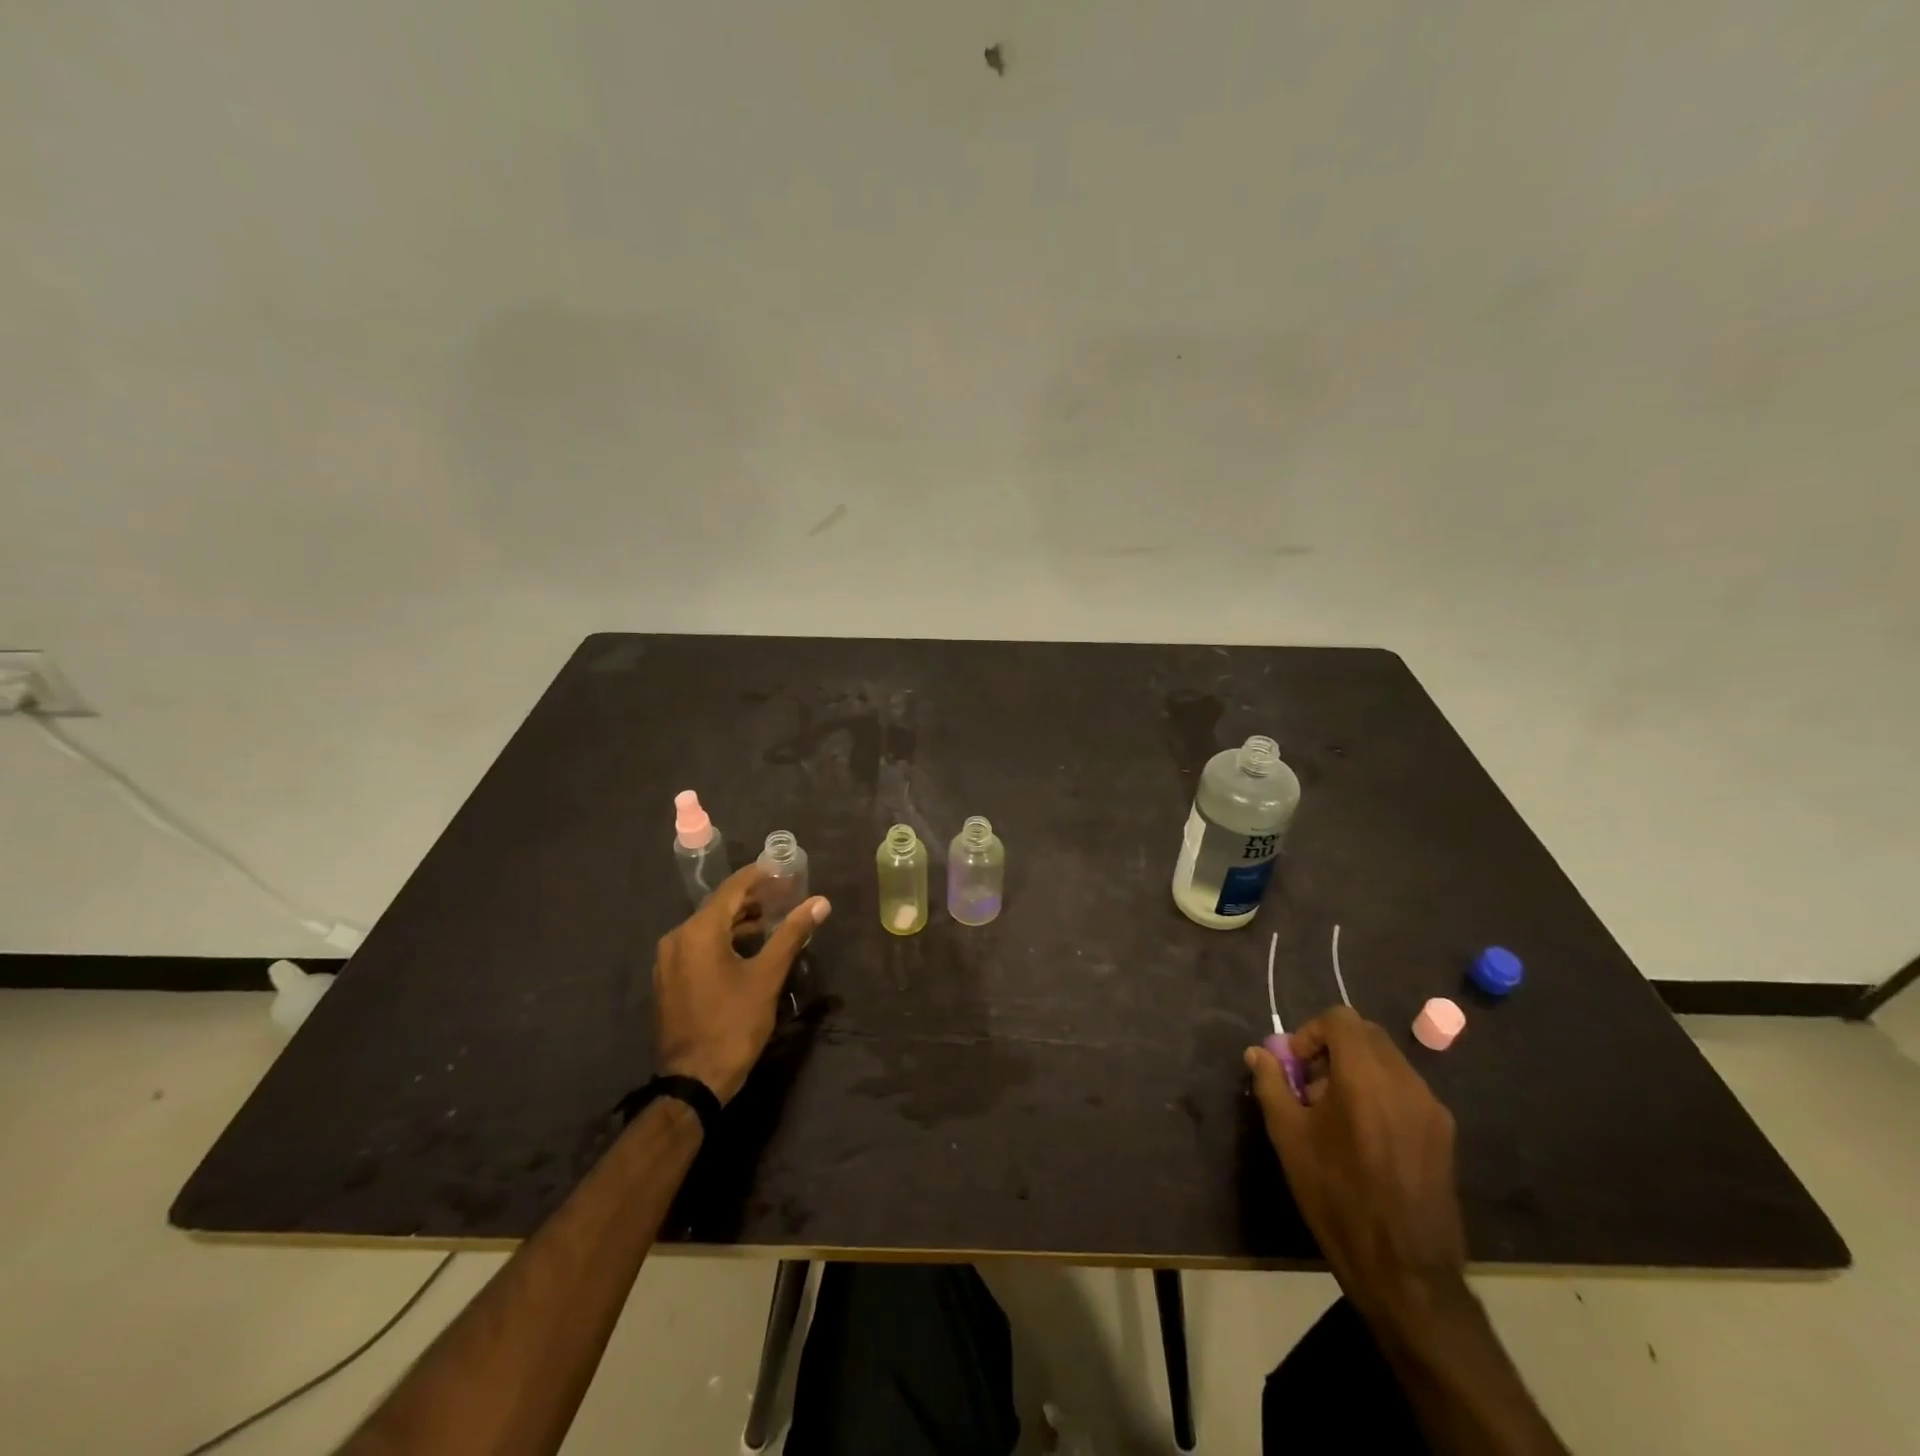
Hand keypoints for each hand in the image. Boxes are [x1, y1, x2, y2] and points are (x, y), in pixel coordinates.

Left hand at [654, 865, 830, 1104]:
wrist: (694, 1081)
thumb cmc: (733, 1023)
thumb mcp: (768, 976)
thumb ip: (792, 934)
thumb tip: (820, 903)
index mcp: (698, 931)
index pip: (732, 889)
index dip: (760, 875)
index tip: (785, 868)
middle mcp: (677, 938)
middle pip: (719, 906)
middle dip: (753, 898)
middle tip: (786, 894)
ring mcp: (669, 961)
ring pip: (709, 927)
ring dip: (740, 921)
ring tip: (774, 919)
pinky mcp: (669, 980)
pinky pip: (699, 946)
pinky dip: (725, 940)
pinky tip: (749, 948)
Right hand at [1245, 1007, 1466, 1321]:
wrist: (1405, 1270)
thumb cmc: (1337, 1196)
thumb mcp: (1289, 1137)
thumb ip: (1271, 1084)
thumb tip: (1257, 1053)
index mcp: (1364, 1076)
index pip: (1340, 1019)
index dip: (1311, 1032)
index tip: (1295, 1066)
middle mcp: (1404, 1081)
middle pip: (1366, 1034)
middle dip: (1333, 1048)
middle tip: (1311, 1086)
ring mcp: (1430, 1107)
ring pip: (1388, 1061)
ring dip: (1357, 1069)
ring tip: (1337, 1114)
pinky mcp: (1444, 1133)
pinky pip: (1406, 1090)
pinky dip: (1380, 1092)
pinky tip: (1366, 1137)